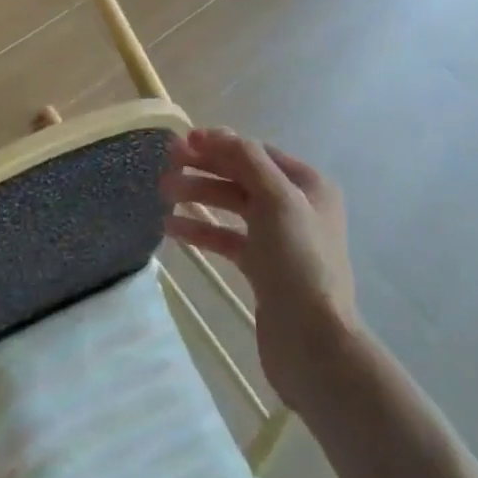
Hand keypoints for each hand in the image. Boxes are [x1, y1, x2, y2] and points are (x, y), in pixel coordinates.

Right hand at [161, 129, 357, 417]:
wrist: (314, 344)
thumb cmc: (298, 261)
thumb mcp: (276, 199)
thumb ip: (246, 160)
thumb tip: (215, 133)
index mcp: (308, 184)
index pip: (256, 152)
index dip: (220, 143)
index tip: (183, 142)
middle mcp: (296, 206)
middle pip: (242, 176)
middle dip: (205, 168)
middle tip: (166, 165)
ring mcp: (279, 239)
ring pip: (232, 206)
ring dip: (199, 196)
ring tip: (163, 194)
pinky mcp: (263, 269)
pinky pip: (228, 238)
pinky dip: (202, 230)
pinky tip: (171, 229)